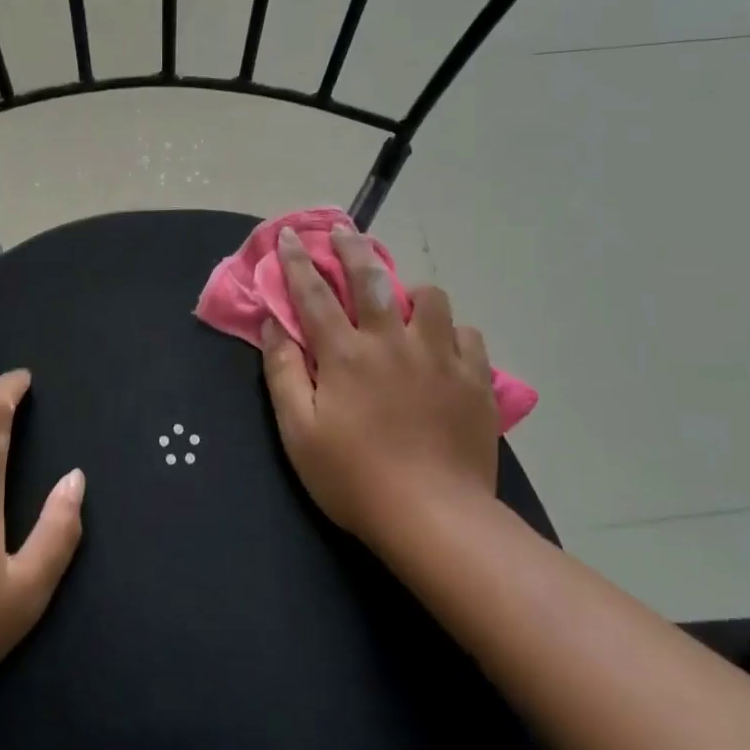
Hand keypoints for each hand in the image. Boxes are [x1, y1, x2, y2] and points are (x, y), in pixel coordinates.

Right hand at [261, 226, 499, 555]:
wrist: (434, 517)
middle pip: (372, 278)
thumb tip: (273, 325)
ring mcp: (440, 357)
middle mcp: (393, 341)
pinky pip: (467, 335)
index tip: (290, 235)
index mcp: (346, 354)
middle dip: (353, 248)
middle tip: (345, 232)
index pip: (315, 294)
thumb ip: (283, 372)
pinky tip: (444, 350)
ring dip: (411, 293)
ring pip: (431, 298)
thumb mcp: (298, 432)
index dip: (299, 262)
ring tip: (405, 306)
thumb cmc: (353, 478)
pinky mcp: (475, 379)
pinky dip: (451, 334)